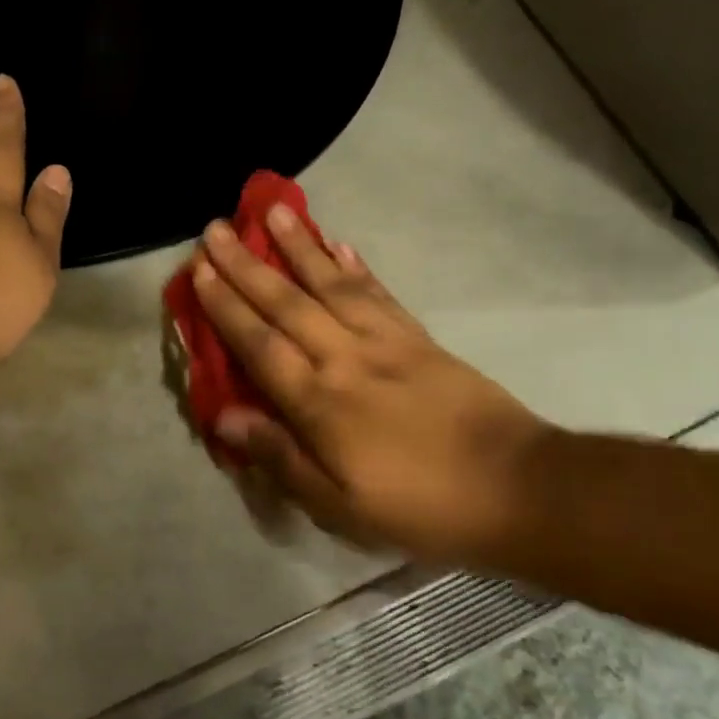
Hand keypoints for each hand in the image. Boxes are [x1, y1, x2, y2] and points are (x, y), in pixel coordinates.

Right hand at [193, 209, 548, 559]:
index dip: (226, 307)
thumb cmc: (419, 507)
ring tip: (274, 212)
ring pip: (332, 285)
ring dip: (300, 247)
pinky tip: (340, 244)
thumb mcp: (339, 506)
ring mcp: (387, 342)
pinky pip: (380, 294)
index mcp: (319, 403)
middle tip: (217, 228)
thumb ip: (280, 456)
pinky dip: (356, 267)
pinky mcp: (421, 340)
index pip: (260, 344)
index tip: (200, 270)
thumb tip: (225, 416)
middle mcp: (346, 359)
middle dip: (247, 265)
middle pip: (288, 303)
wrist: (518, 489)